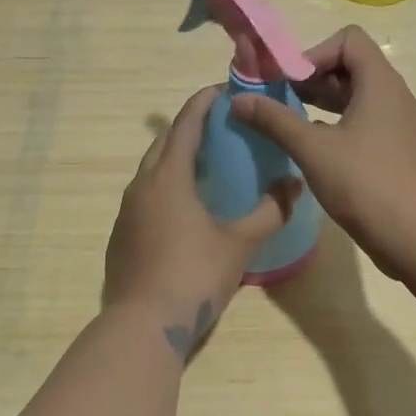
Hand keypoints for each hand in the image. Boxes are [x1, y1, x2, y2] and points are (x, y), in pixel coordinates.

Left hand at [104, 85, 299, 356]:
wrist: (143, 325)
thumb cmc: (193, 275)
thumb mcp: (239, 243)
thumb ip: (270, 211)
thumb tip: (295, 184)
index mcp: (167, 178)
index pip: (186, 125)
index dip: (204, 104)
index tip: (223, 90)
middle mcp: (141, 186)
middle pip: (164, 144)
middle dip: (189, 129)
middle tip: (221, 128)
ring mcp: (126, 212)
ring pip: (151, 172)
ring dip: (176, 159)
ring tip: (206, 164)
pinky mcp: (121, 236)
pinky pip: (145, 197)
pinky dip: (166, 188)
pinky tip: (185, 207)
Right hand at [229, 26, 415, 277]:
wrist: (415, 236)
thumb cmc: (365, 184)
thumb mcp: (312, 150)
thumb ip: (275, 120)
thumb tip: (238, 99)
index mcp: (380, 83)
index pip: (348, 39)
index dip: (314, 53)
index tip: (290, 83)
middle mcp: (393, 95)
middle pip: (351, 65)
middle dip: (312, 78)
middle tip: (281, 101)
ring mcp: (397, 122)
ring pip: (356, 95)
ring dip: (322, 102)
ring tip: (291, 122)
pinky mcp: (396, 147)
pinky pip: (364, 119)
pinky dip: (337, 123)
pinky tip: (314, 148)